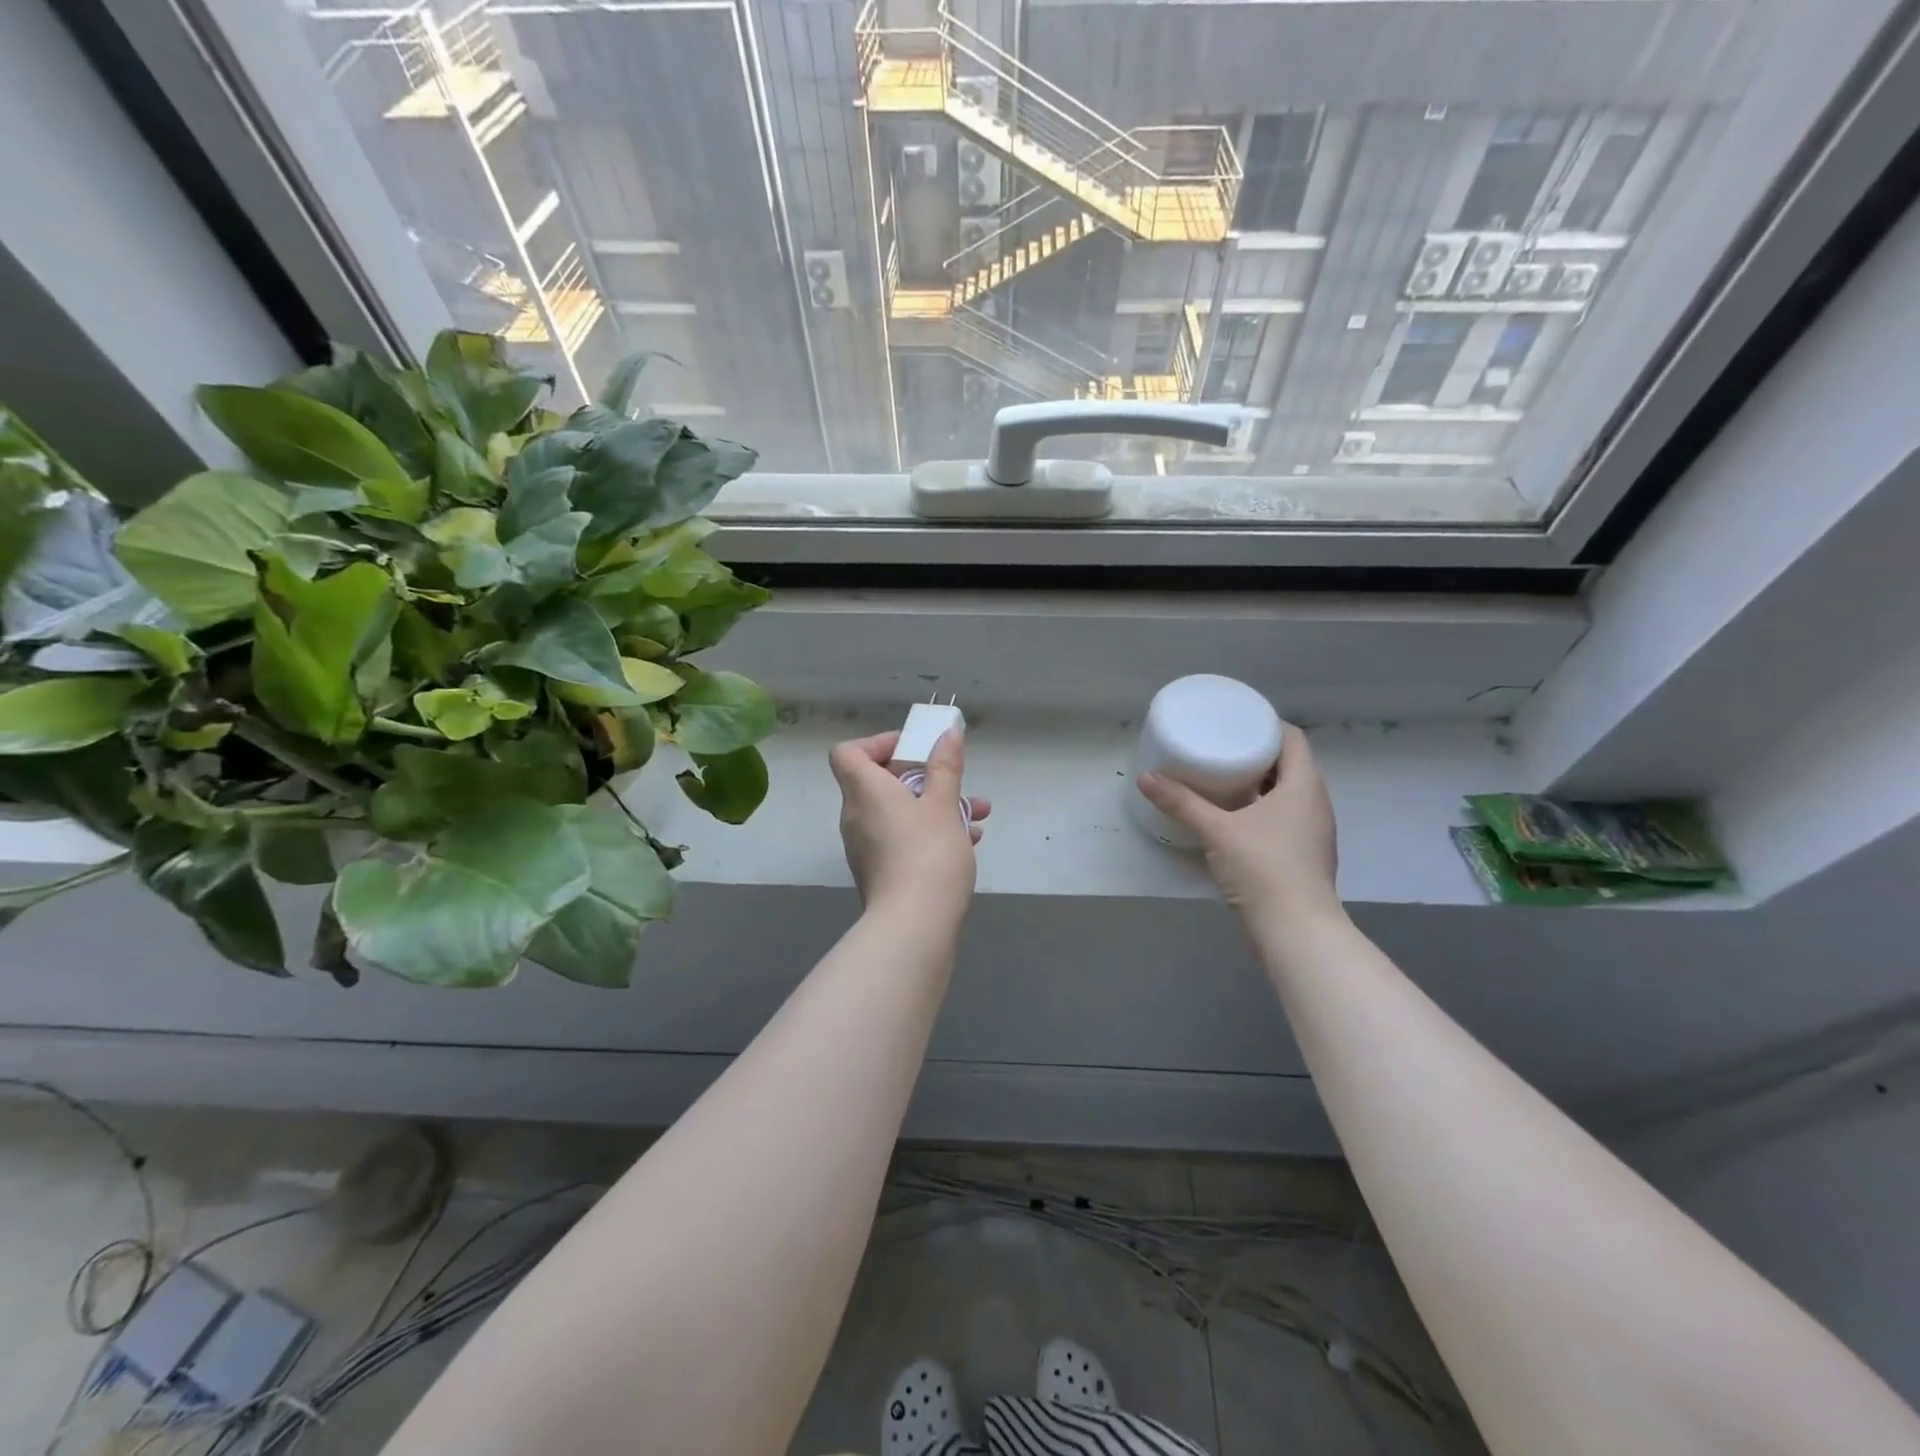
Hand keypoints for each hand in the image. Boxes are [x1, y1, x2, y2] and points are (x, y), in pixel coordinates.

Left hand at [829, 730, 990, 924]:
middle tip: (951, 780)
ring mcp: (866, 848)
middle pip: (878, 782)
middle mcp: (857, 817)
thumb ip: (945, 766)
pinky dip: (929, 833)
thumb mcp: (943, 804)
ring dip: (934, 806)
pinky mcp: (880, 873)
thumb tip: (947, 733)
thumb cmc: (928, 853)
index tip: (912, 748)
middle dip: (921, 777)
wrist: (915, 926)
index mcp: (865, 792)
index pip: (847, 753)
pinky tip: (968, 841)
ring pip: (897, 813)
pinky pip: (901, 839)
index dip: (877, 743)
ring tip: (976, 812)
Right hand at [1137, 723, 1340, 921]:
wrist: (1296, 931)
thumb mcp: (1216, 830)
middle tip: (1222, 746)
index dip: (1267, 724)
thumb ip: (1181, 802)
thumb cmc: (1263, 868)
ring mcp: (1313, 832)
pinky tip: (1234, 817)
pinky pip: (1284, 818)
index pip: (1292, 739)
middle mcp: (1315, 803)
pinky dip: (1262, 809)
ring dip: (1260, 783)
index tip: (1237, 720)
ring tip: (1223, 778)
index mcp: (1304, 786)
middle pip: (1289, 765)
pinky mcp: (1304, 855)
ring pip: (1287, 793)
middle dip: (1258, 753)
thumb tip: (1146, 778)